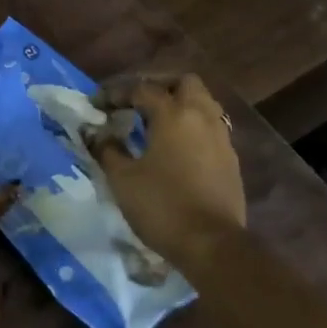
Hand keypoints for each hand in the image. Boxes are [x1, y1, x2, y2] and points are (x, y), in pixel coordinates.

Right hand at [89, 74, 245, 266]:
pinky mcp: (230, 160)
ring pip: (203, 103)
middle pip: (184, 83)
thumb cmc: (162, 206)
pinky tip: (176, 146)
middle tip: (136, 102)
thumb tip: (95, 133)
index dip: (116, 93)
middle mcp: (201, 117)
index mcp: (173, 114)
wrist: (212, 244)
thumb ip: (107, 149)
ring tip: (155, 122)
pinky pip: (210, 127)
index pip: (142, 89)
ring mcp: (221, 138)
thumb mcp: (123, 178)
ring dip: (179, 104)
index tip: (97, 104)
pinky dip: (192, 126)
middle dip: (159, 86)